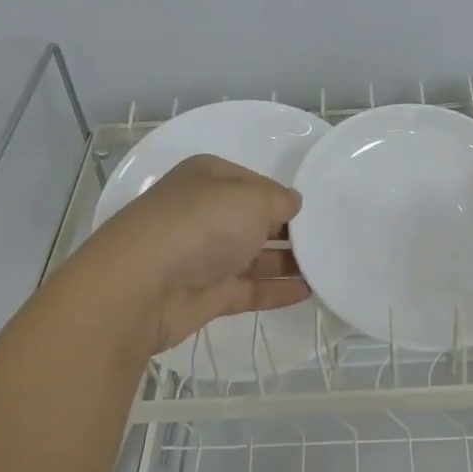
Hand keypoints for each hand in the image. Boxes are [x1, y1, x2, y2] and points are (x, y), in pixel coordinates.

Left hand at [78, 155, 309, 354]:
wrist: (142, 287)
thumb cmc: (200, 225)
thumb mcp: (252, 198)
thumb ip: (280, 200)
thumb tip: (292, 205)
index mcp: (209, 178)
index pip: (255, 182)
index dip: (283, 196)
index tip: (316, 212)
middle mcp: (204, 212)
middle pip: (254, 219)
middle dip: (288, 230)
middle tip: (330, 240)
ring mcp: (203, 255)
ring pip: (253, 256)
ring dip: (287, 262)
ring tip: (328, 267)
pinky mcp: (206, 293)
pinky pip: (249, 288)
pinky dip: (276, 289)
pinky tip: (308, 292)